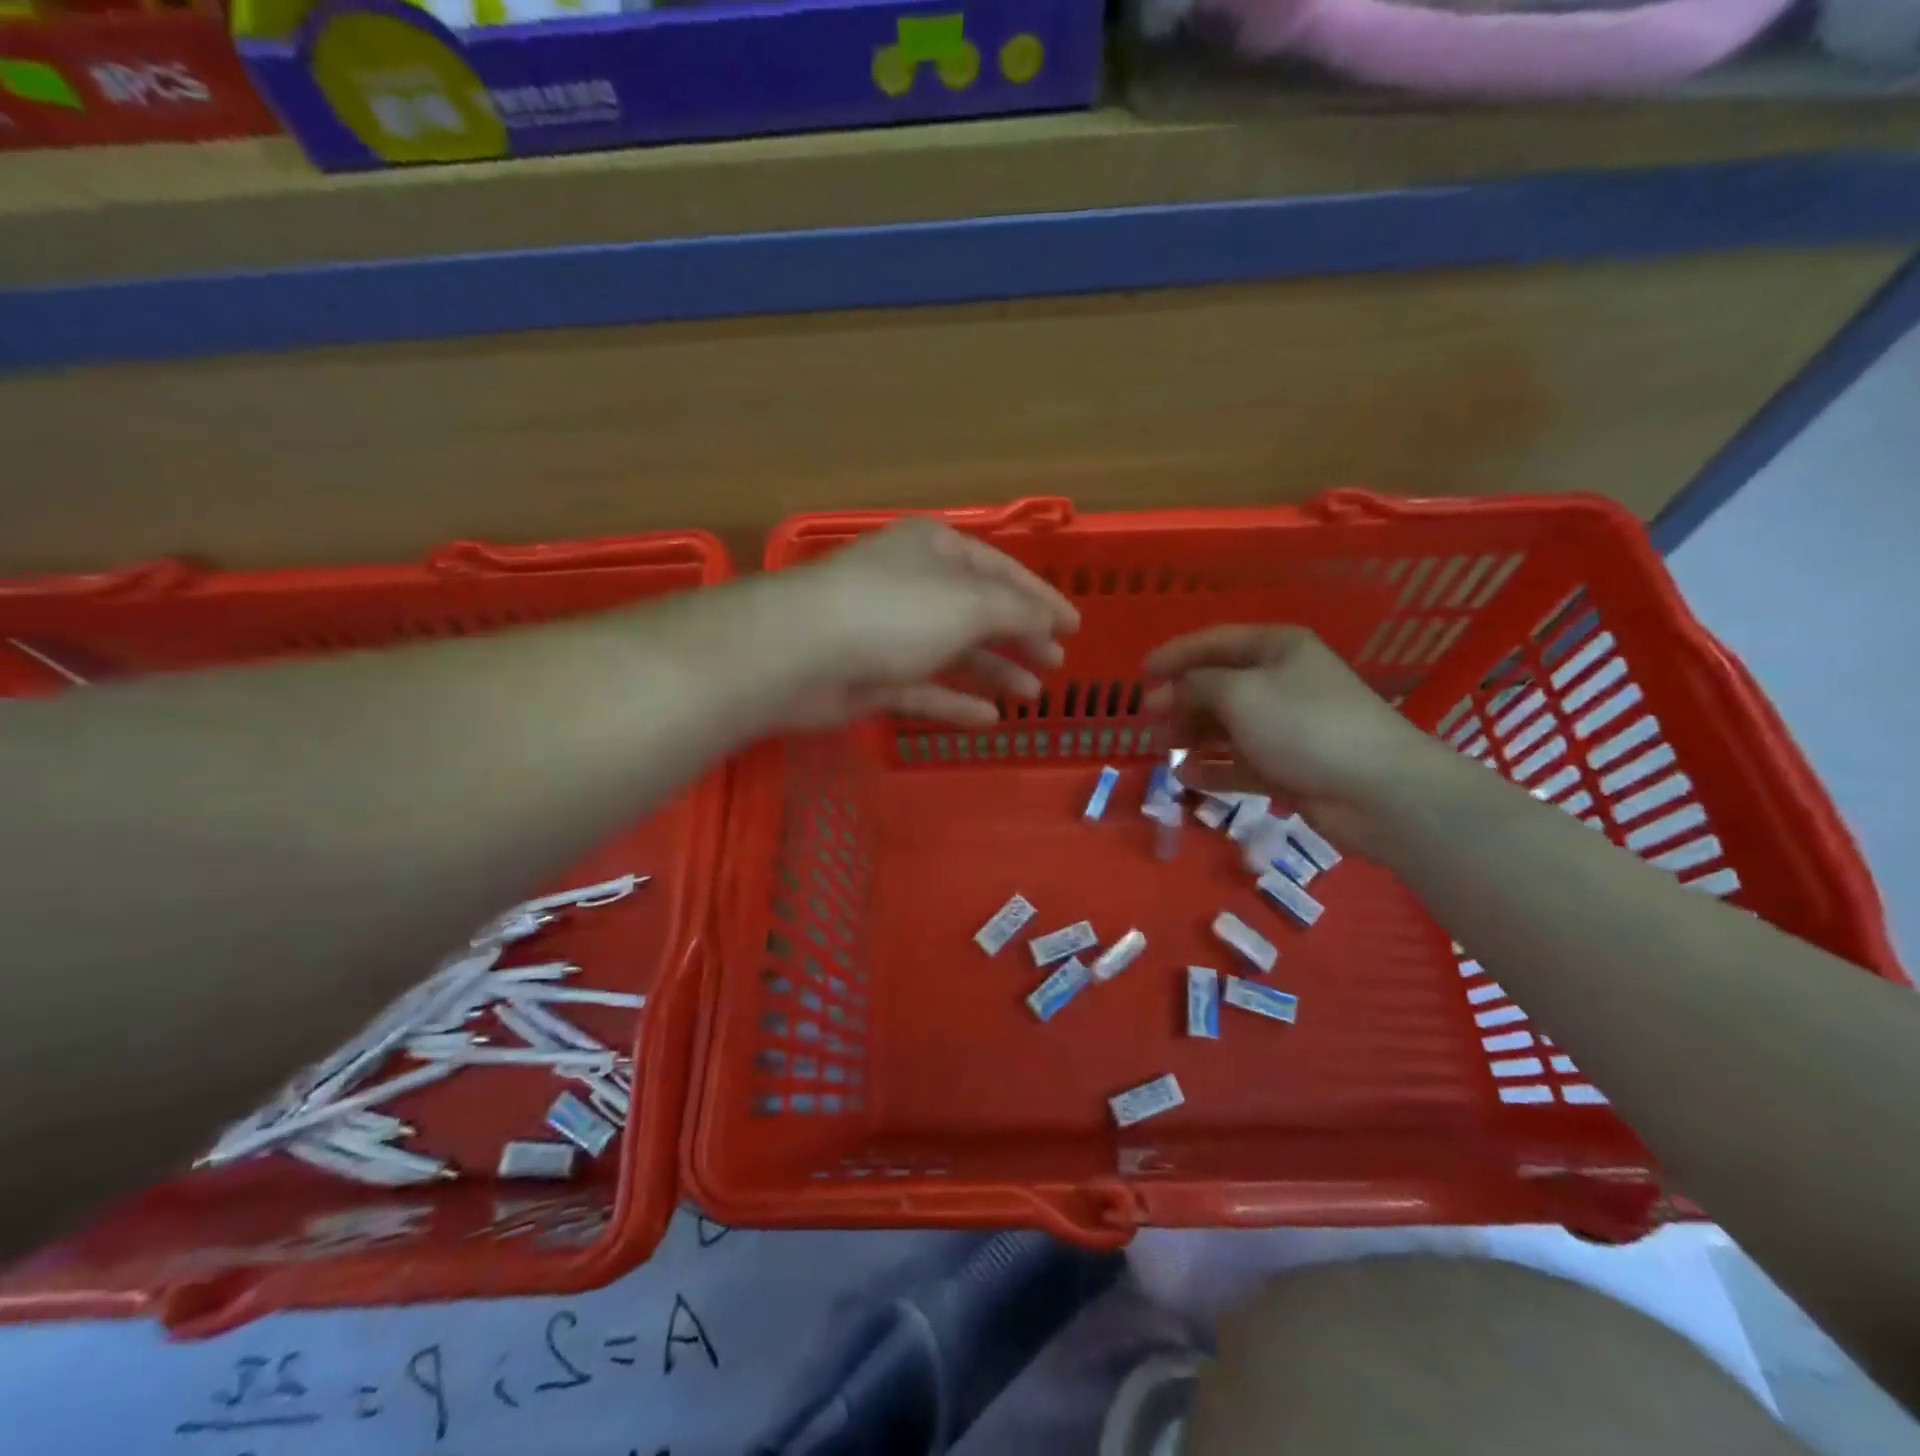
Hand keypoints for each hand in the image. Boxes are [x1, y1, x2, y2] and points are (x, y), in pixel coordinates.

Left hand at [774, 518, 1078, 729]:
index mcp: (937, 551)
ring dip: (994, 671)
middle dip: (1020, 637)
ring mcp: (892, 633)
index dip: (1042, 599)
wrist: (801, 653)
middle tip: (1055, 664)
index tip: (1075, 628)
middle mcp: (915, 586)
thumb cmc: (894, 612)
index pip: (1003, 571)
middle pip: (979, 613)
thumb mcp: (969, 603)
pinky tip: (988, 718)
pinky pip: (925, 689)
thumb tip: (1048, 618)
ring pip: (954, 653)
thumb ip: (1016, 611)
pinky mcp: (873, 677)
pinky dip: (955, 702)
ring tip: (1032, 695)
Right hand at [1142, 625, 1456, 856]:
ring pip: (1227, 725)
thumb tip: (1171, 690)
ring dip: (1193, 734)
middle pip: (1218, 685)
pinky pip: (1240, 762)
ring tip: (1163, 747)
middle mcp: (1281, 681)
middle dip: (1181, 699)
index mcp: (1276, 649)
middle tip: (1149, 719)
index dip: (1174, 654)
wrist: (1376, 790)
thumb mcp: (1239, 693)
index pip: (1214, 642)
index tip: (1140, 673)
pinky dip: (1213, 768)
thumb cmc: (1303, 725)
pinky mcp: (1288, 766)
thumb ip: (1197, 684)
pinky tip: (1185, 776)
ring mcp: (1285, 726)